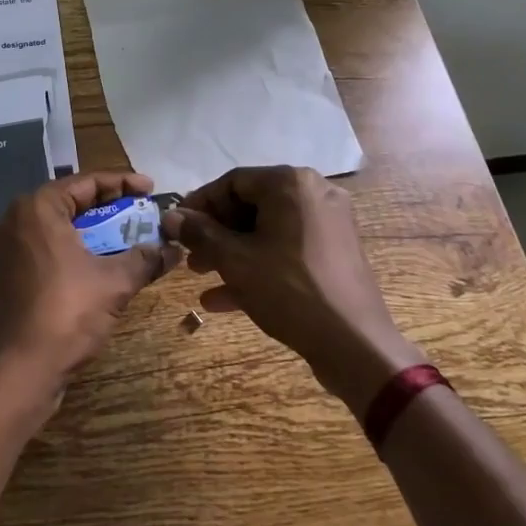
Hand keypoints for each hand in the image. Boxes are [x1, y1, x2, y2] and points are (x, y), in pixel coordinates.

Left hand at [0, 171, 171, 415]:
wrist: (20, 370)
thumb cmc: (66, 313)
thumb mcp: (114, 282)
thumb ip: (145, 258)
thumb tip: (173, 250)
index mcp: (38, 207)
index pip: (87, 182)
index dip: (123, 183)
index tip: (151, 189)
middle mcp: (17, 218)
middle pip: (72, 201)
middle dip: (110, 207)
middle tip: (143, 212)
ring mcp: (9, 246)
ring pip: (60, 225)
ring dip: (95, 230)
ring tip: (129, 236)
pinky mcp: (9, 271)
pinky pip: (49, 246)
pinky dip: (76, 248)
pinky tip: (102, 261)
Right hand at [163, 166, 425, 417]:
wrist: (355, 344)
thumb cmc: (289, 290)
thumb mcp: (235, 260)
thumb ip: (200, 233)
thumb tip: (170, 217)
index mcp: (291, 183)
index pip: (232, 181)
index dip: (199, 204)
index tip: (176, 227)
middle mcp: (314, 193)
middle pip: (251, 205)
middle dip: (215, 232)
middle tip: (189, 255)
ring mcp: (328, 223)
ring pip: (267, 230)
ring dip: (232, 251)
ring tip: (201, 275)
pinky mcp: (334, 252)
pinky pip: (286, 248)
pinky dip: (258, 264)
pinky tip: (224, 298)